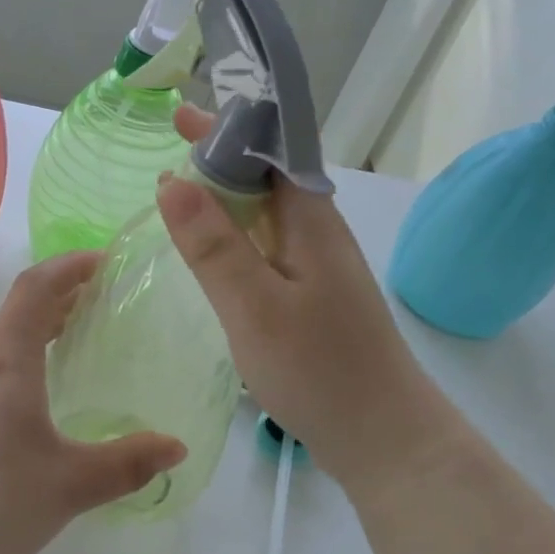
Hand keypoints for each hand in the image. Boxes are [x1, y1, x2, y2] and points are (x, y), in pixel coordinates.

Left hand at [0, 253, 187, 553]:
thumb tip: (176, 448)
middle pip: (17, 309)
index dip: (70, 266)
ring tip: (73, 335)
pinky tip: (37, 393)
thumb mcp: (73, 484)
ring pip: (0, 339)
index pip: (36, 288)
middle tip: (100, 297)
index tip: (105, 261)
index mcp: (5, 361)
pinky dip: (21, 356)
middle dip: (60, 294)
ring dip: (38, 326)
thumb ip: (129, 462)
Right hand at [156, 106, 451, 491]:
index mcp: (311, 221)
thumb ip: (213, 246)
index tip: (181, 116)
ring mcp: (319, 267)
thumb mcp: (254, 307)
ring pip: (268, 214)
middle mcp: (319, 233)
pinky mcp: (314, 297)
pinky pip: (269, 247)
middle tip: (170, 151)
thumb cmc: (319, 369)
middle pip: (268, 178)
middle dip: (221, 157)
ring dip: (227, 197)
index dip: (228, 128)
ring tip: (180, 194)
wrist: (384, 437)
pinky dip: (236, 236)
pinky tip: (214, 252)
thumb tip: (171, 181)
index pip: (270, 151)